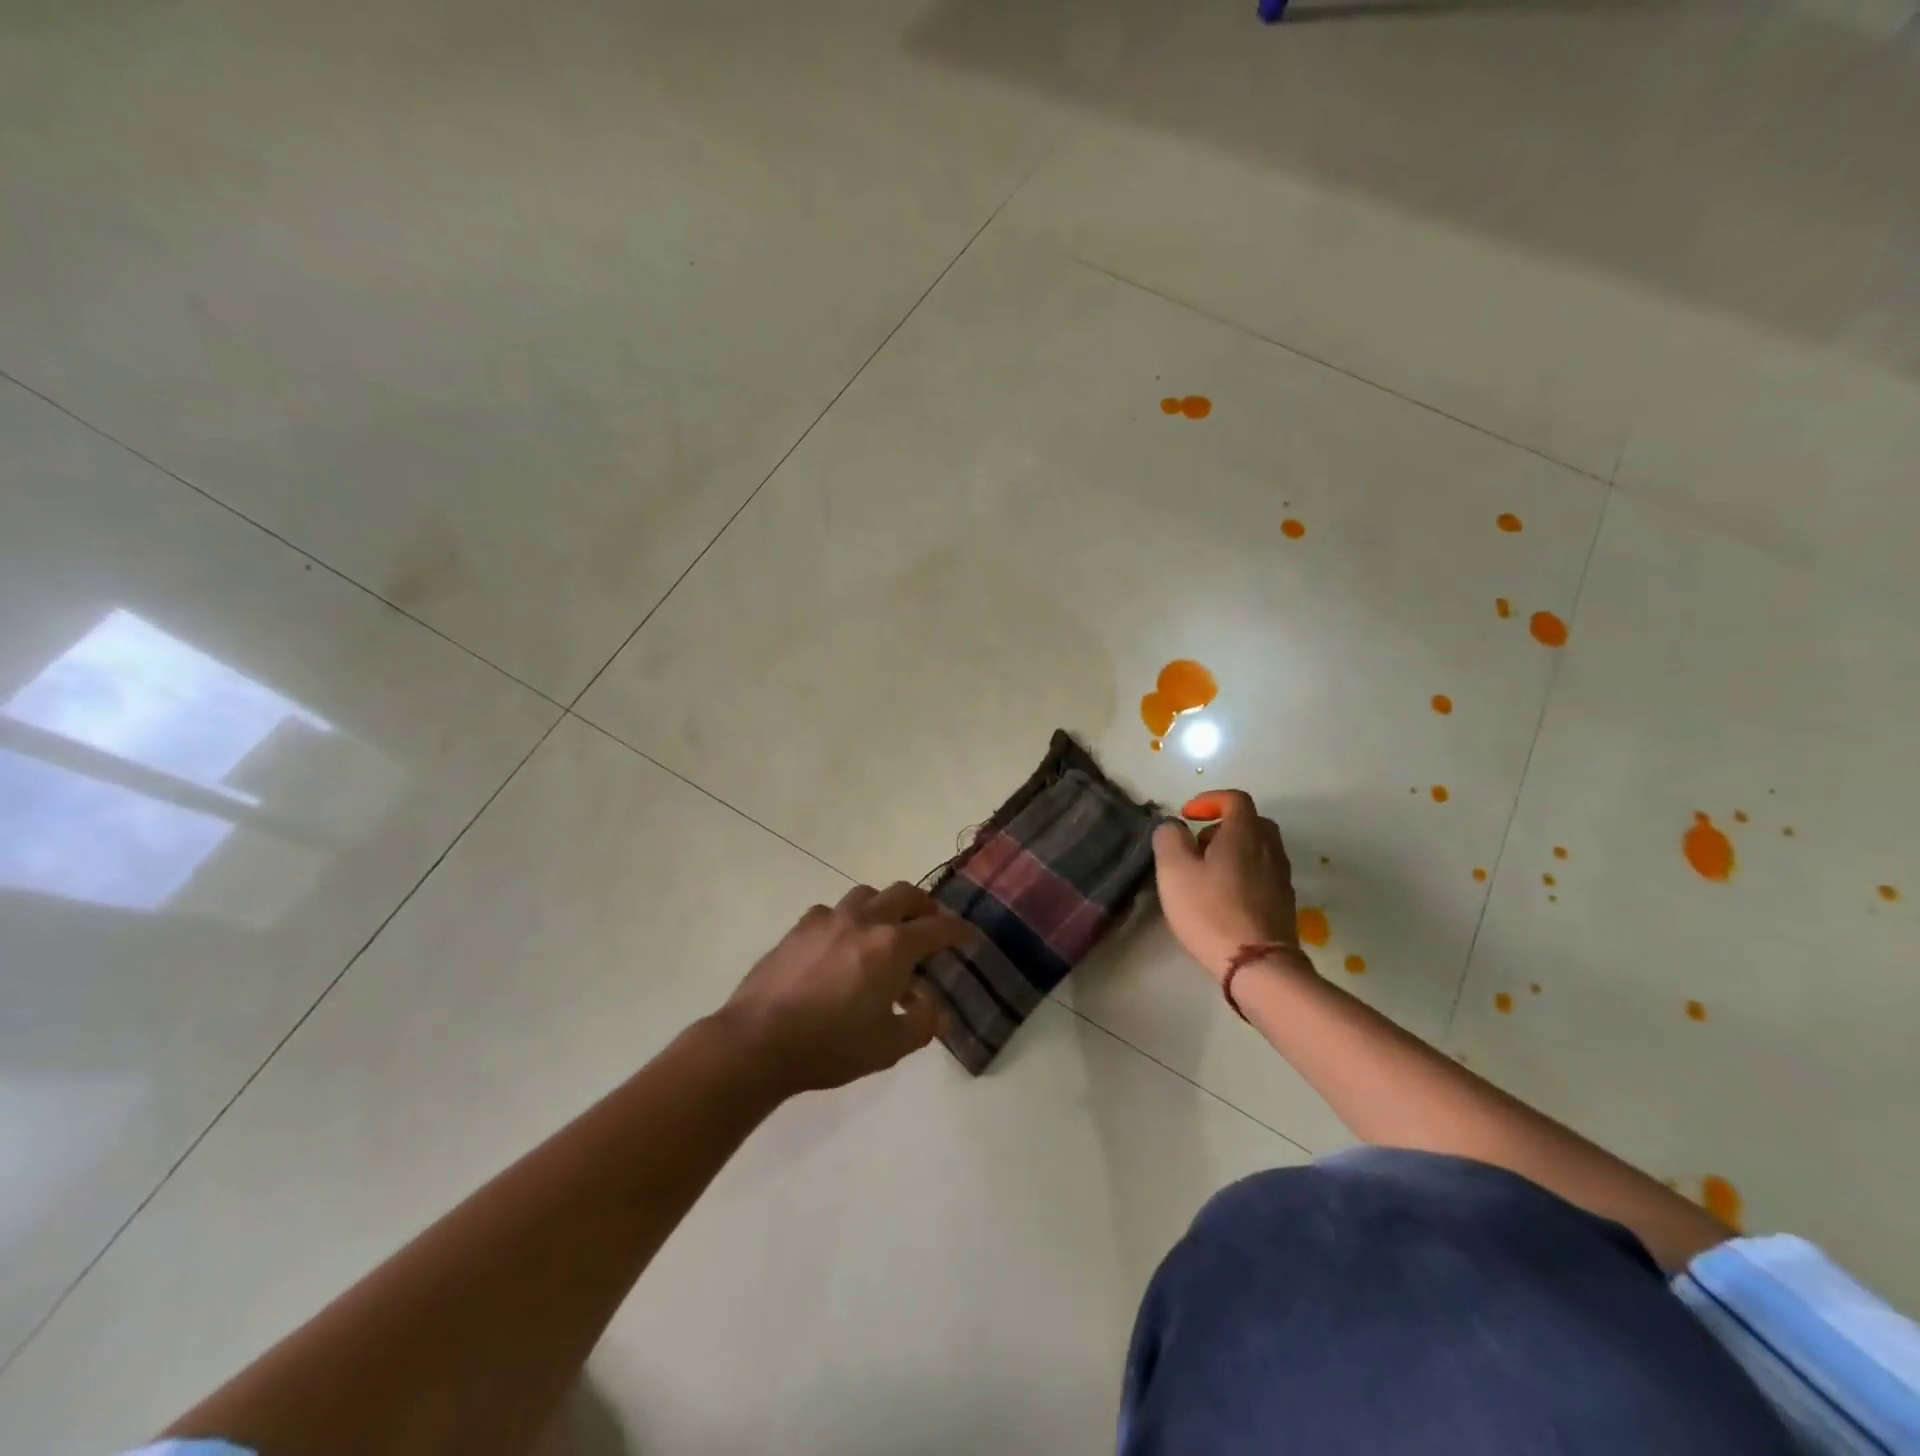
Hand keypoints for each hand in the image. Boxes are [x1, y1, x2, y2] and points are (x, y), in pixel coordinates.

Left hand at [718, 882, 971, 1093]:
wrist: (759, 1040)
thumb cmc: (830, 1046)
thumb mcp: (889, 1047)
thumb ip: (922, 1024)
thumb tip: (935, 1008)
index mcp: (892, 947)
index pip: (937, 929)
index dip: (958, 931)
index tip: (967, 936)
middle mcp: (864, 921)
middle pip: (904, 894)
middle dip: (924, 905)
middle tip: (930, 923)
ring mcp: (828, 919)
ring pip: (866, 894)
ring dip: (884, 905)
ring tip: (884, 928)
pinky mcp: (799, 927)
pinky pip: (831, 911)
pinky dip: (846, 919)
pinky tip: (839, 943)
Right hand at [1153, 790, 1306, 982]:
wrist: (1257, 965)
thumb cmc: (1210, 910)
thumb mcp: (1174, 870)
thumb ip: (1169, 838)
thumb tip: (1174, 826)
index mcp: (1244, 833)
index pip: (1235, 799)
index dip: (1210, 800)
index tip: (1188, 816)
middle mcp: (1269, 849)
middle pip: (1251, 823)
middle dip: (1222, 827)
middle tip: (1197, 846)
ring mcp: (1281, 877)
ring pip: (1258, 849)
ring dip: (1233, 852)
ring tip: (1206, 874)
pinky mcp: (1284, 903)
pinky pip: (1263, 874)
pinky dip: (1244, 873)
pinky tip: (1223, 897)